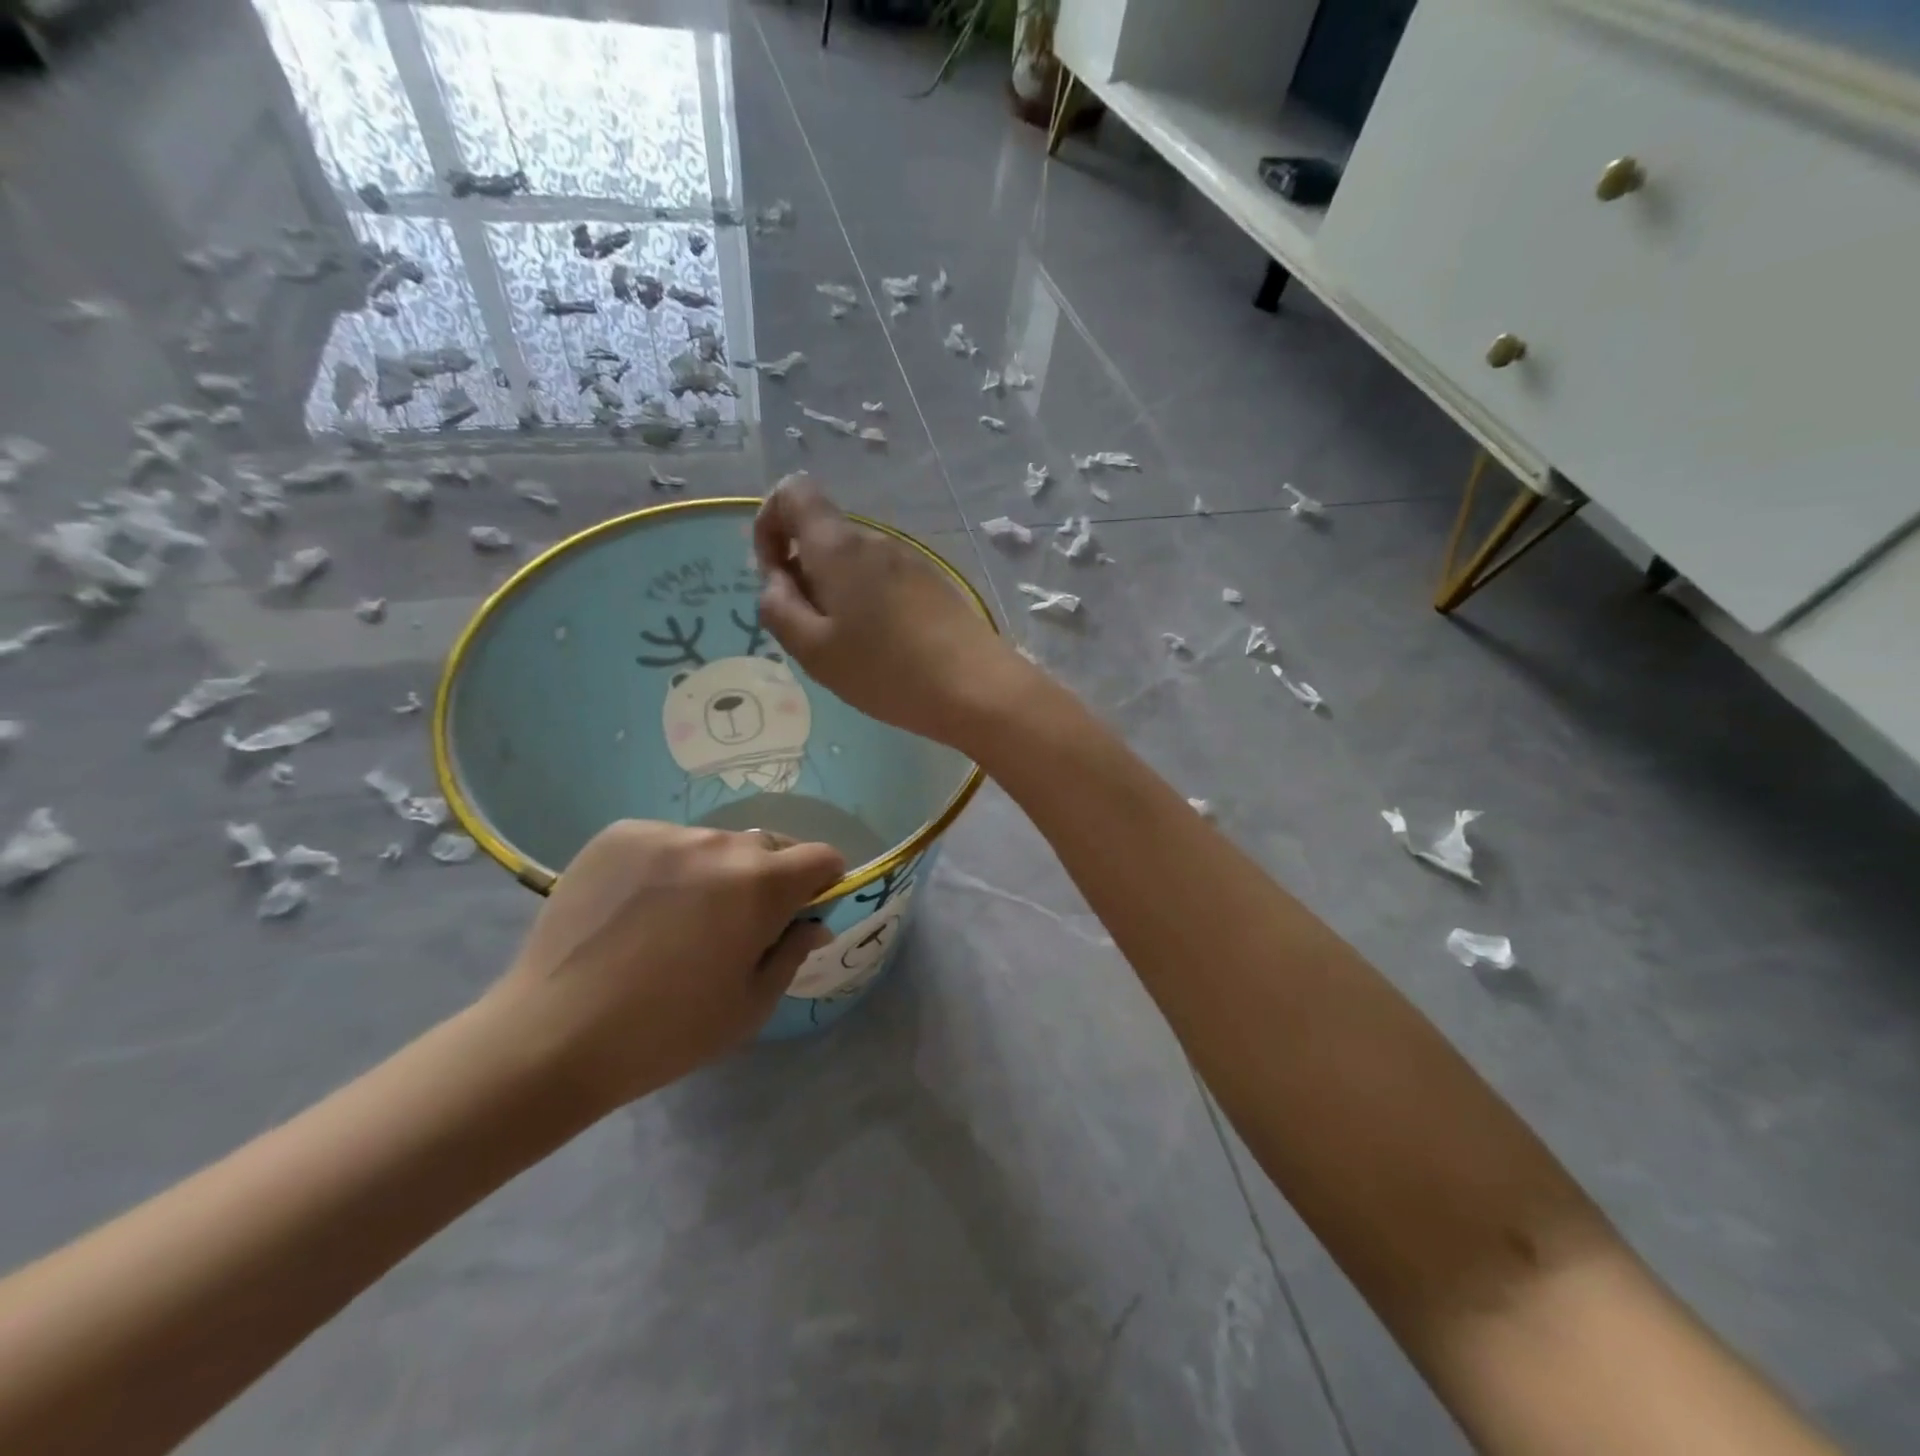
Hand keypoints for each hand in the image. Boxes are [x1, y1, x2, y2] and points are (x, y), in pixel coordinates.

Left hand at [486, 820, 844, 1109]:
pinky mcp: (619, 834)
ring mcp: (665, 834)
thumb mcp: (750, 1006)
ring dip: (715, 872)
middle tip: (737, 925)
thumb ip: (793, 952)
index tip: (802, 912)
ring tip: (678, 920)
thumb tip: (814, 923)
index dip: (822, 883)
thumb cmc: (667, 1032)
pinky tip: (638, 909)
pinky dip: (668, 867)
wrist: (552, 1036)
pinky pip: (666, 842)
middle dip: (769, 879)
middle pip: (768, 847)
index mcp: (761, 884)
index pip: (821, 856)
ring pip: (714, 845)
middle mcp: (719, 843)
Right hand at [754, 473, 1031, 746]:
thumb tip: (776, 580)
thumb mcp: (814, 650)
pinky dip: (867, 604)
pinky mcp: (933, 584)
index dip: (769, 524)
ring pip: (854, 563)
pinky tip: (882, 650)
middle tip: (812, 633)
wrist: (977, 689)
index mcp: (840, 546)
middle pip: (823, 534)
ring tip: (849, 649)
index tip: (774, 576)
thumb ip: (778, 608)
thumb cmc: (887, 672)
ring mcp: (910, 561)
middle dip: (803, 573)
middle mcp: (876, 541)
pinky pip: (883, 580)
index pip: (793, 492)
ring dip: (836, 594)